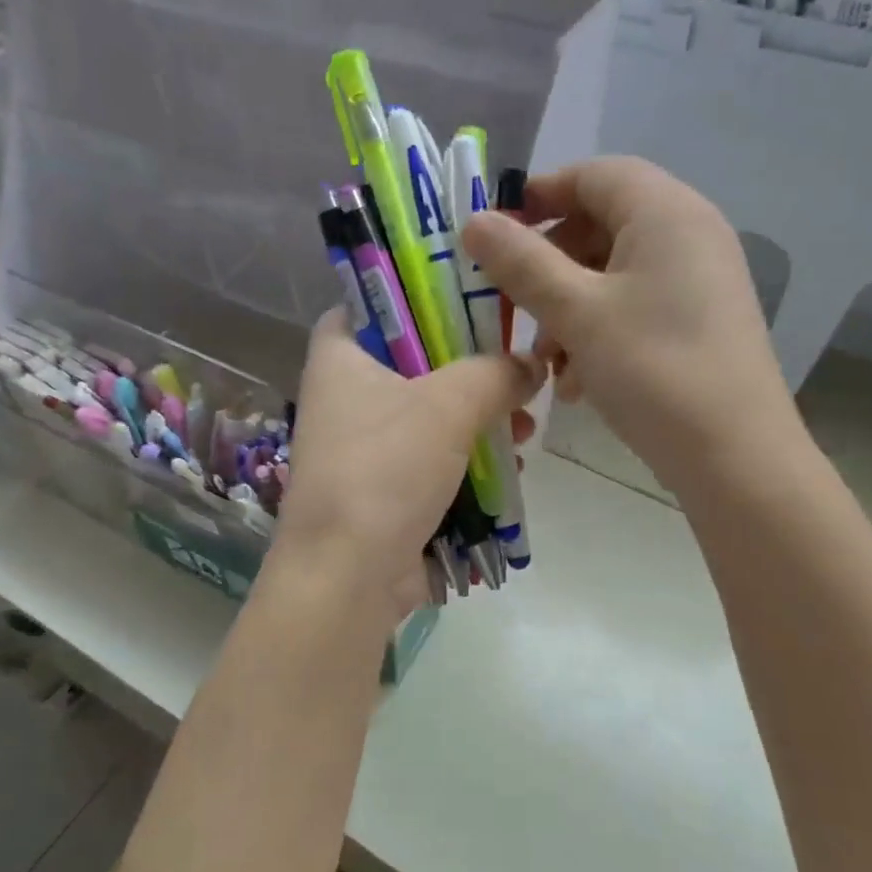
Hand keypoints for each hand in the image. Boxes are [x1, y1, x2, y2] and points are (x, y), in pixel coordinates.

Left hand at [272, 310, 543, 621]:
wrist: (348, 574)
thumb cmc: (387, 469)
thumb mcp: (449, 405)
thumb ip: (496, 372)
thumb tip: (531, 365)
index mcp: (339, 357)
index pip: (372, 303)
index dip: (420, 296)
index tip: (474, 301)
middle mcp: (343, 397)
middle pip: (415, 362)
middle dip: (472, 371)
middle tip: (517, 373)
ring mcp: (362, 448)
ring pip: (429, 416)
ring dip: (478, 420)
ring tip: (523, 428)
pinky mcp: (382, 491)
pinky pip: (431, 461)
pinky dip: (467, 460)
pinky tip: (509, 467)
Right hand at [461, 157, 804, 493]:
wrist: (734, 454)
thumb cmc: (653, 370)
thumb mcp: (577, 313)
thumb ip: (522, 263)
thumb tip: (474, 221)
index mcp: (665, 212)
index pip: (594, 174)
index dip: (540, 195)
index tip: (495, 234)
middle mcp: (690, 234)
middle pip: (602, 225)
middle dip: (551, 267)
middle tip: (516, 309)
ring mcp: (700, 280)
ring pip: (615, 275)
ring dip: (570, 310)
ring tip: (548, 363)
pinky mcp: (700, 322)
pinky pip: (637, 307)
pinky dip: (600, 333)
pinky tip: (579, 382)